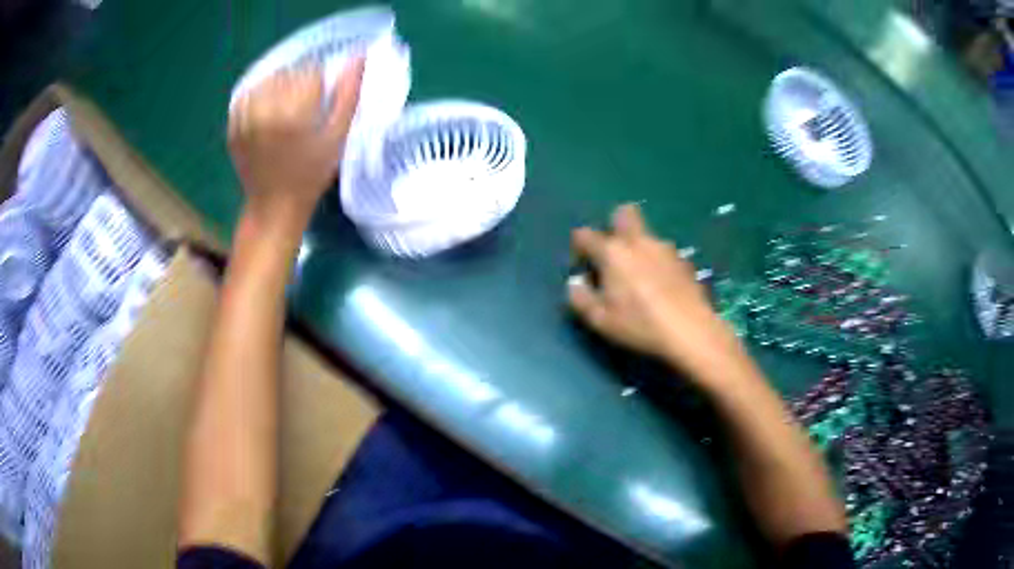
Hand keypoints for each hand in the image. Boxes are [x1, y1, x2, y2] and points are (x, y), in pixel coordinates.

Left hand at [227, 59, 364, 227]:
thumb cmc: (311, 175)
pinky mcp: (233, 127)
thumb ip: (348, 94)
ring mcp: (245, 119)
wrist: (273, 207)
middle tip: (302, 109)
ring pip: (266, 81)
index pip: (310, 72)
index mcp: (294, 115)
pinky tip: (265, 113)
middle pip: (287, 73)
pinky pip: (245, 96)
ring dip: (278, 88)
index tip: (319, 104)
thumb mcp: (337, 137)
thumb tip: (358, 56)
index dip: (319, 84)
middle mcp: (265, 112)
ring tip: (283, 110)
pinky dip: (257, 97)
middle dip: (298, 84)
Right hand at [568, 204, 745, 380]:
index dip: (578, 247)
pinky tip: (662, 288)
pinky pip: (664, 254)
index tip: (582, 266)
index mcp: (612, 252)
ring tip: (640, 279)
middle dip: (615, 225)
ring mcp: (665, 249)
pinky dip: (658, 263)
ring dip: (639, 248)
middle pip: (624, 213)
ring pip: (647, 236)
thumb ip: (581, 298)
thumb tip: (577, 283)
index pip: (585, 235)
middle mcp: (638, 241)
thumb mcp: (600, 320)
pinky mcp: (684, 261)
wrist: (691, 331)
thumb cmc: (640, 325)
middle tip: (614, 254)